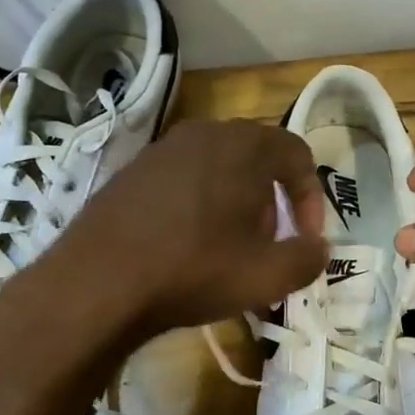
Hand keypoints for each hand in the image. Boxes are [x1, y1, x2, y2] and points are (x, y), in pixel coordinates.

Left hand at [38, 119, 327, 341]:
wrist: (97, 282)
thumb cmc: (194, 269)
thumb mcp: (269, 276)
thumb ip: (309, 258)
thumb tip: (317, 248)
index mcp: (244, 145)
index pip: (297, 154)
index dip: (311, 198)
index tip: (304, 238)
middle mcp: (204, 133)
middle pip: (257, 161)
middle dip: (272, 205)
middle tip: (267, 246)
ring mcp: (162, 149)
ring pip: (219, 171)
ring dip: (235, 207)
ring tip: (228, 252)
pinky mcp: (132, 172)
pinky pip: (183, 181)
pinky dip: (199, 207)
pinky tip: (186, 248)